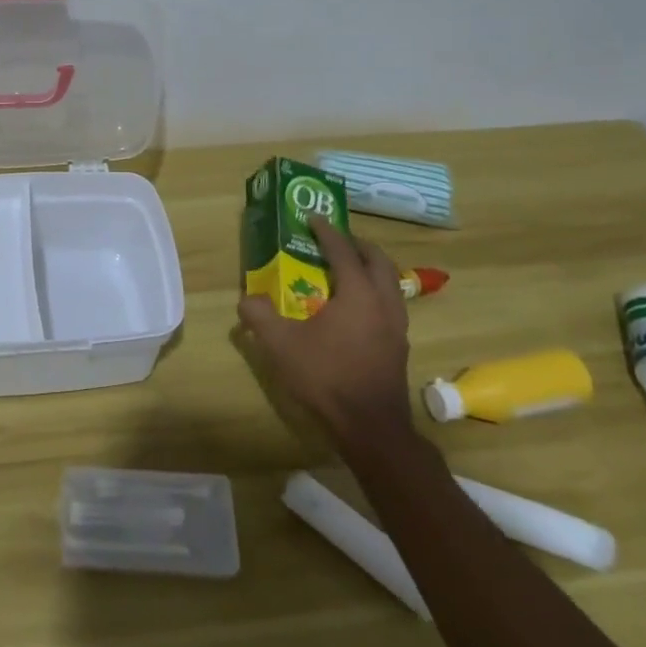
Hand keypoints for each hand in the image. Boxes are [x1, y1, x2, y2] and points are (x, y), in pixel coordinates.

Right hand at [238, 216, 414, 445]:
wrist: (371, 428)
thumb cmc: (326, 377)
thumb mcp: (281, 345)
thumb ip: (259, 316)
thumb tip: (246, 299)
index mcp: (358, 293)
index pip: (343, 251)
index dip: (327, 232)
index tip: (313, 218)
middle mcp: (383, 302)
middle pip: (377, 260)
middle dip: (357, 245)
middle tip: (335, 240)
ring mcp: (397, 325)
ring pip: (390, 282)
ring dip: (370, 268)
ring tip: (347, 270)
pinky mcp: (399, 346)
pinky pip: (390, 303)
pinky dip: (375, 291)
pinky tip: (356, 308)